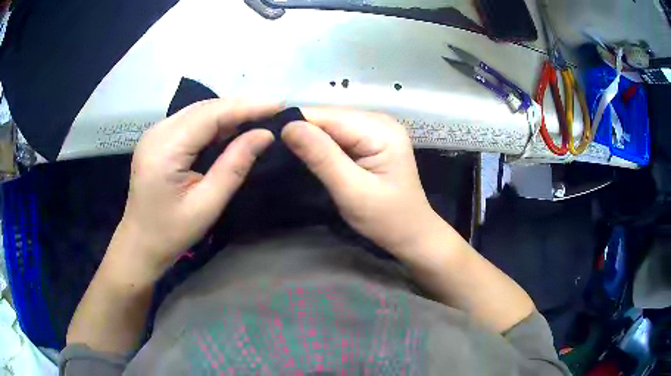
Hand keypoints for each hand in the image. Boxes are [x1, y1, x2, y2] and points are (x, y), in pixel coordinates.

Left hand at [113, 99, 279, 278]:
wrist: (140, 243)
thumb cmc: (172, 232)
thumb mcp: (207, 204)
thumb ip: (234, 166)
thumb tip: (264, 135)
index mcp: (165, 149)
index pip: (211, 115)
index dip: (246, 107)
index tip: (278, 105)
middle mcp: (158, 132)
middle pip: (204, 108)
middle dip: (240, 106)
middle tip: (272, 111)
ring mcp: (155, 133)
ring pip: (198, 111)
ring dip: (228, 112)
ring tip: (257, 117)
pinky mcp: (157, 138)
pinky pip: (190, 121)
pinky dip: (213, 122)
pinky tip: (230, 128)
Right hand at [281, 108, 439, 254]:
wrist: (412, 234)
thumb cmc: (387, 219)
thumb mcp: (352, 191)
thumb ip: (322, 157)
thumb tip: (289, 126)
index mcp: (381, 130)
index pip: (329, 116)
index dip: (297, 124)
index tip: (268, 139)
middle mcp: (380, 121)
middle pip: (330, 118)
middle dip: (303, 131)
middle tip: (273, 150)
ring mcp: (376, 129)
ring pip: (332, 126)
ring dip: (311, 139)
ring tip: (286, 153)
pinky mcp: (371, 141)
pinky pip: (339, 136)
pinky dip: (322, 145)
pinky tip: (309, 156)